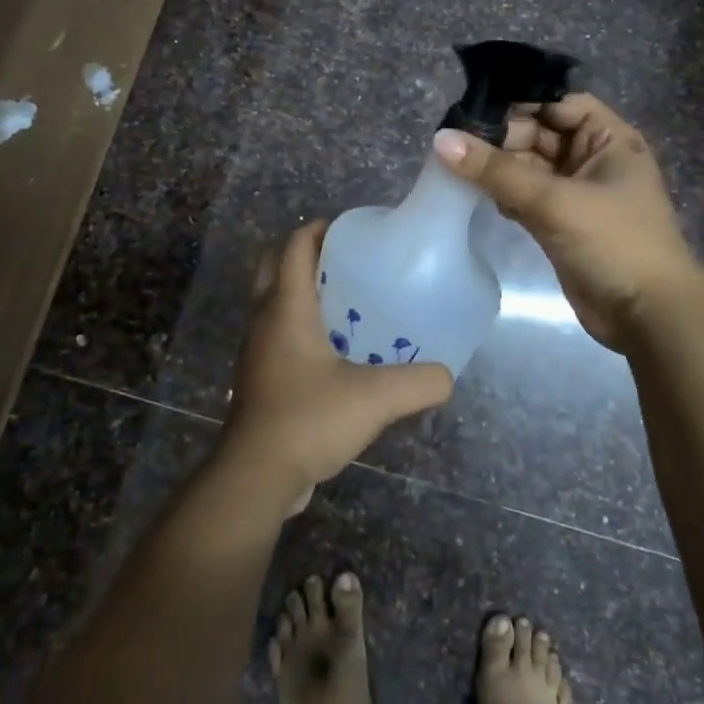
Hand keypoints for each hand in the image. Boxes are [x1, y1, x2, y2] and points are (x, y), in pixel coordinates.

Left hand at [219, 221, 454, 507]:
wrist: (257, 475)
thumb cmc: (309, 419)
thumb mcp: (376, 398)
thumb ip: (419, 382)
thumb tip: (447, 376)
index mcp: (286, 307)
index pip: (294, 246)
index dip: (319, 228)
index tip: (352, 228)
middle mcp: (264, 319)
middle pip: (275, 265)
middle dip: (306, 253)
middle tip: (346, 259)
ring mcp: (256, 349)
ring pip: (272, 299)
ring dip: (300, 288)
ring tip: (345, 298)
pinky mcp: (258, 375)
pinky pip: (275, 330)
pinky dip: (298, 322)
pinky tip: (333, 347)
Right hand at [434, 93, 701, 350]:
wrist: (647, 316)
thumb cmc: (613, 242)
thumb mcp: (554, 201)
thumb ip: (497, 170)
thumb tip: (441, 140)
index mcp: (608, 139)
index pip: (558, 102)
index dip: (519, 101)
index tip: (473, 106)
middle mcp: (593, 158)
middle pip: (539, 132)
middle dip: (500, 136)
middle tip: (453, 140)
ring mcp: (576, 191)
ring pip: (528, 166)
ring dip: (497, 166)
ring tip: (453, 164)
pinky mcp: (561, 221)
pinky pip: (525, 194)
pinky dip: (503, 193)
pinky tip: (475, 194)